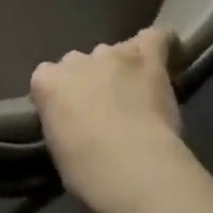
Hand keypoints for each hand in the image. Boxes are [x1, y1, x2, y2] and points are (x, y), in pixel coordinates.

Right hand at [31, 28, 184, 211]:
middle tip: (105, 109)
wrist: (132, 169)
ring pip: (114, 53)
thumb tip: (75, 123)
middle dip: (91, 80)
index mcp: (47, 82)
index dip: (62, 97)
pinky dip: (160, 43)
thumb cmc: (89, 173)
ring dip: (121, 68)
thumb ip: (63, 123)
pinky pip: (154, 39)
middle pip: (80, 62)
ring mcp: (111, 56)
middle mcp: (74, 60)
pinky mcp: (146, 60)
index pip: (48, 78)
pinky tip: (165, 48)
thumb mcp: (59, 150)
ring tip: (134, 91)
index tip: (72, 117)